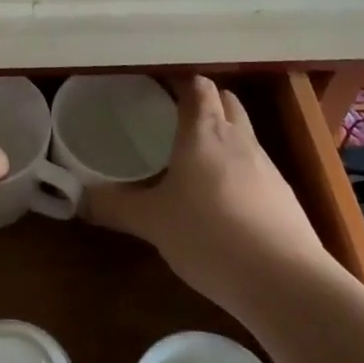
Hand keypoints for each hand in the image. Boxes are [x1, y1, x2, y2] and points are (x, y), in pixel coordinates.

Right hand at [85, 76, 331, 317]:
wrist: (285, 282)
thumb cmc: (210, 235)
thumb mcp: (153, 222)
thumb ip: (115, 207)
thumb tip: (78, 199)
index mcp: (204, 131)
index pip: (197, 85)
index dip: (179, 80)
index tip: (156, 85)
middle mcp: (238, 139)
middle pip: (225, 100)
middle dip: (204, 101)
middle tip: (174, 116)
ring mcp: (267, 167)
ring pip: (244, 133)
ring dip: (223, 135)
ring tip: (195, 158)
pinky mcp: (284, 197)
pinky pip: (257, 168)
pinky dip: (238, 170)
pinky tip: (223, 201)